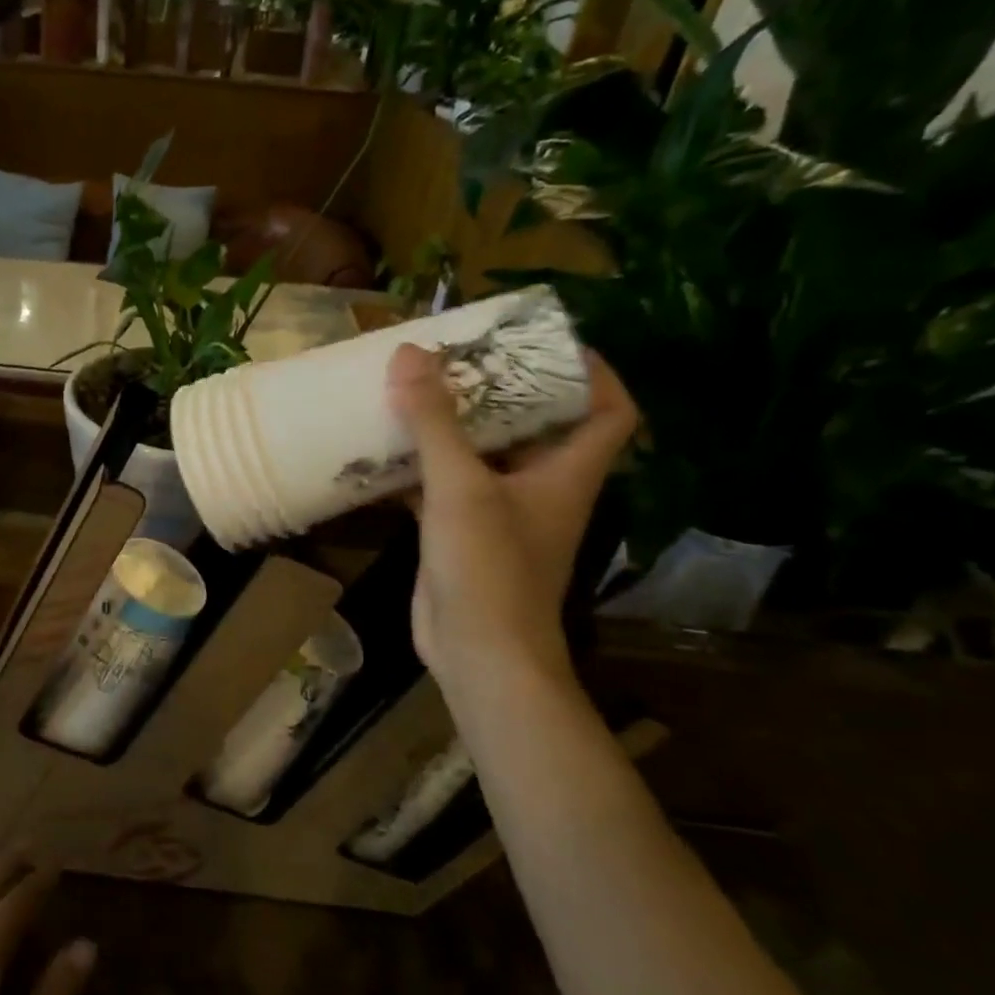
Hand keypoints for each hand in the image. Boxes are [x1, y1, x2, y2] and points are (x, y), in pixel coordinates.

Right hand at [386, 343, 635, 693]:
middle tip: (462, 356)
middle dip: (503, 389)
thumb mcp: (461, 487)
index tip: (547, 342)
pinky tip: (385, 449)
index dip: (593, 372)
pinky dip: (421, 466)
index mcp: (566, 472)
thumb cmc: (488, 567)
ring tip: (419, 389)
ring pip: (484, 455)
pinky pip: (444, 486)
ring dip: (455, 426)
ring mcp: (500, 513)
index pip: (609, 410)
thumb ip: (434, 422)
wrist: (476, 652)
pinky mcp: (462, 534)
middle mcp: (540, 488)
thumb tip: (410, 353)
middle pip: (537, 425)